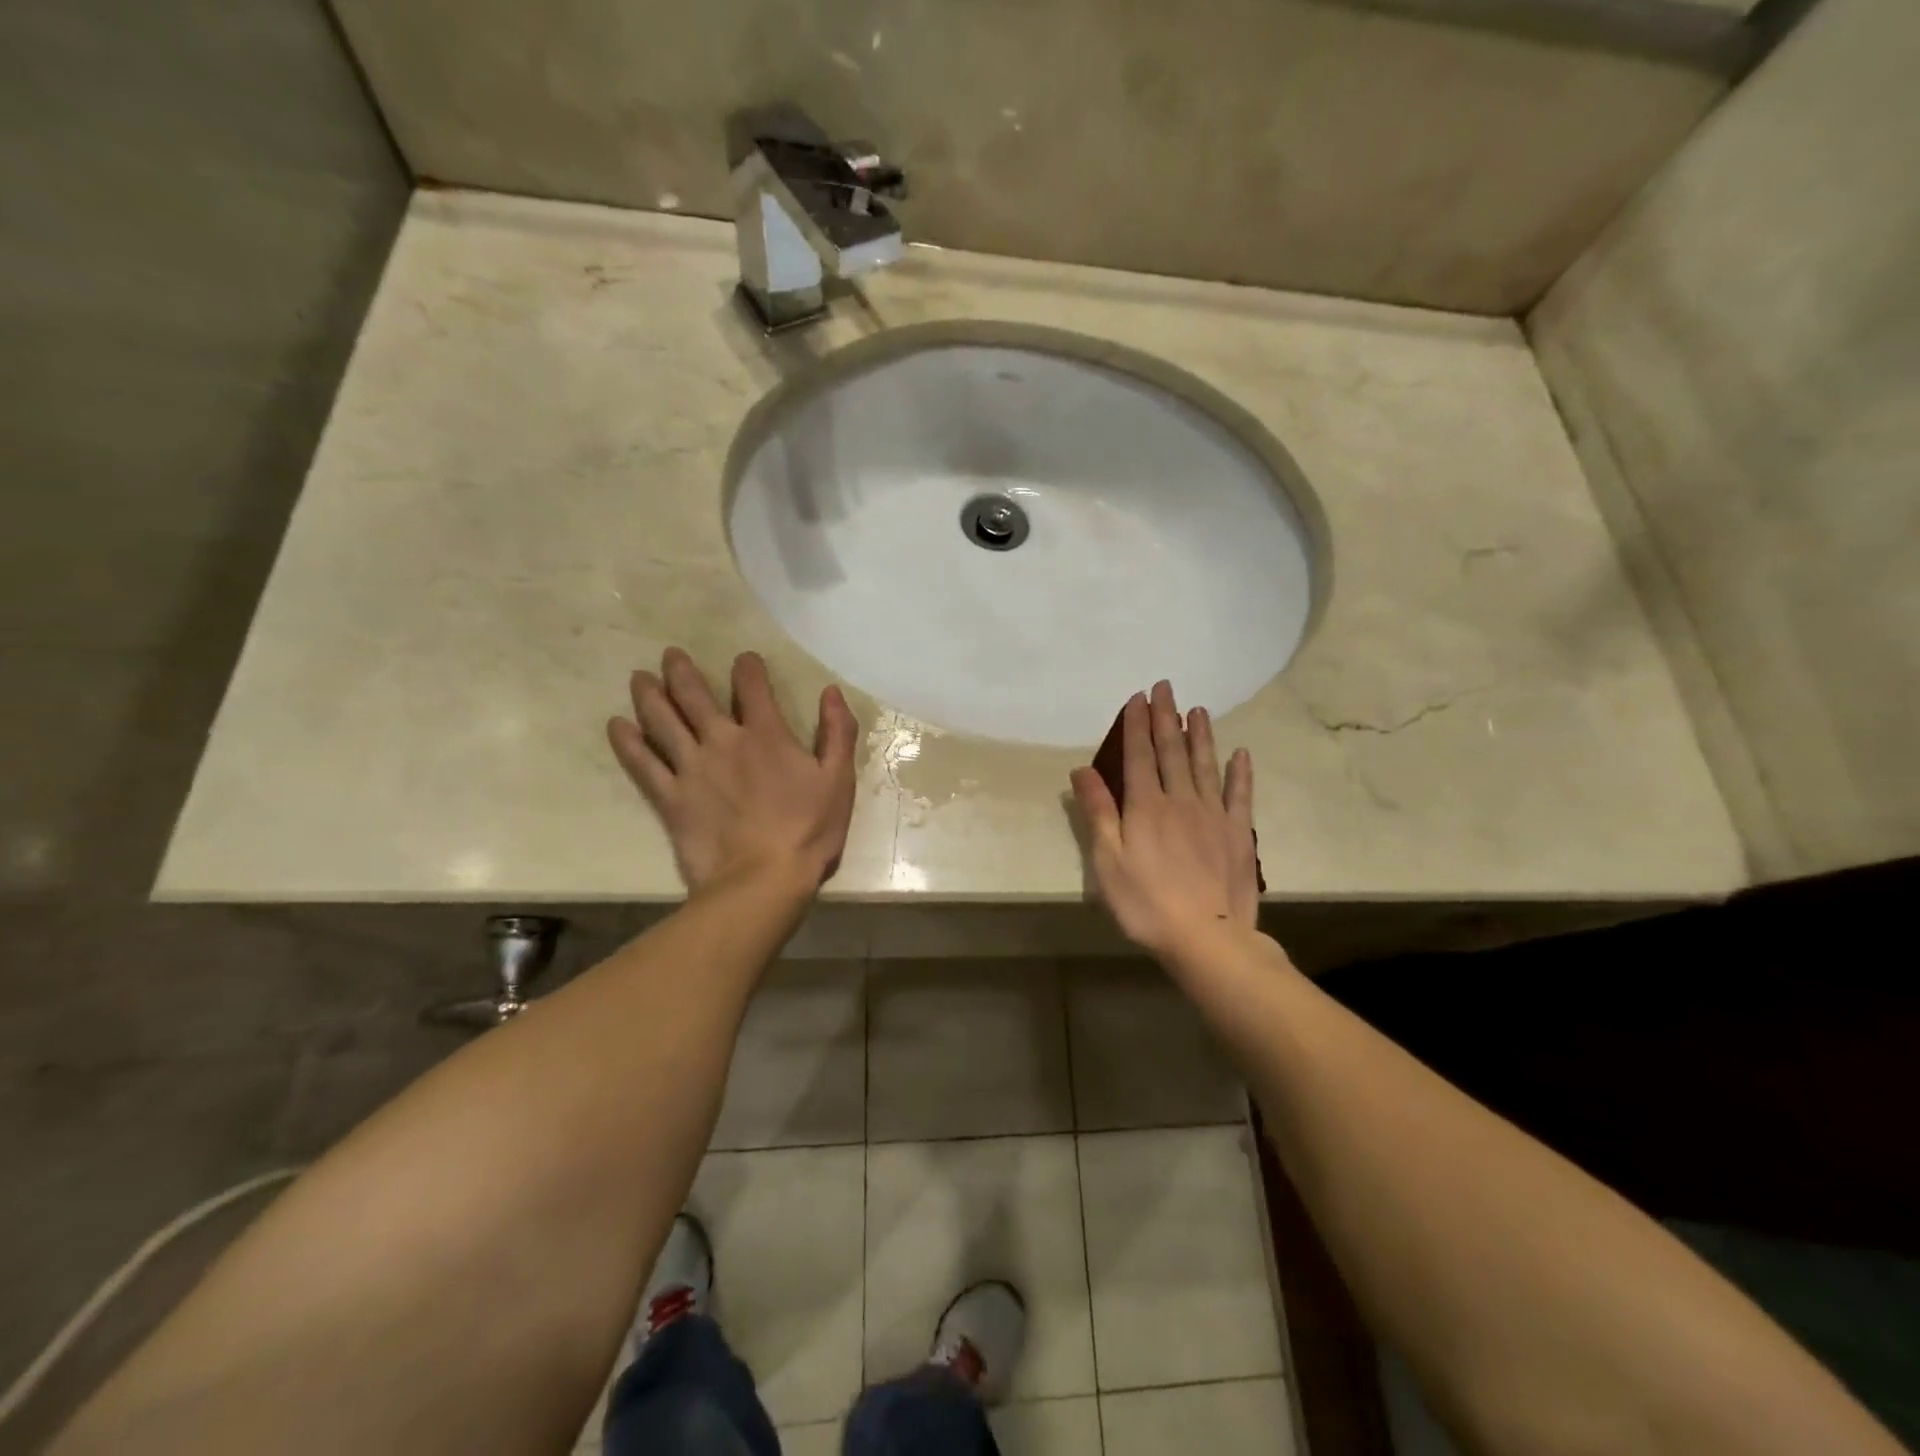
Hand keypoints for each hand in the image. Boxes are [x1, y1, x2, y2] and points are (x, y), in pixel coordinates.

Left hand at [608, 648, 858, 895]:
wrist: (763, 879)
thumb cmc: (809, 831)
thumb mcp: (838, 780)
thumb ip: (837, 732)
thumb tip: (831, 691)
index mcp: (767, 735)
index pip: (753, 688)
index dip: (747, 668)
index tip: (744, 659)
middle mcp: (724, 741)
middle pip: (695, 696)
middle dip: (682, 671)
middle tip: (670, 655)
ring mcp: (692, 768)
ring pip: (663, 721)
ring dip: (650, 695)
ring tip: (639, 678)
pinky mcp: (671, 798)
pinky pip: (643, 764)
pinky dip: (628, 742)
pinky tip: (617, 726)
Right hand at [1070, 681, 1259, 961]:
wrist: (1207, 938)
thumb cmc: (1146, 903)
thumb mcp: (1108, 861)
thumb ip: (1097, 812)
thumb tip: (1081, 769)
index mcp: (1146, 806)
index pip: (1139, 755)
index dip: (1137, 725)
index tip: (1138, 697)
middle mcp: (1180, 800)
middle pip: (1172, 751)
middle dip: (1166, 717)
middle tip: (1165, 687)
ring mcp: (1213, 815)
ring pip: (1204, 765)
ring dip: (1200, 735)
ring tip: (1198, 709)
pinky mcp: (1237, 834)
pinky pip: (1239, 795)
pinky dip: (1239, 773)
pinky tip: (1240, 754)